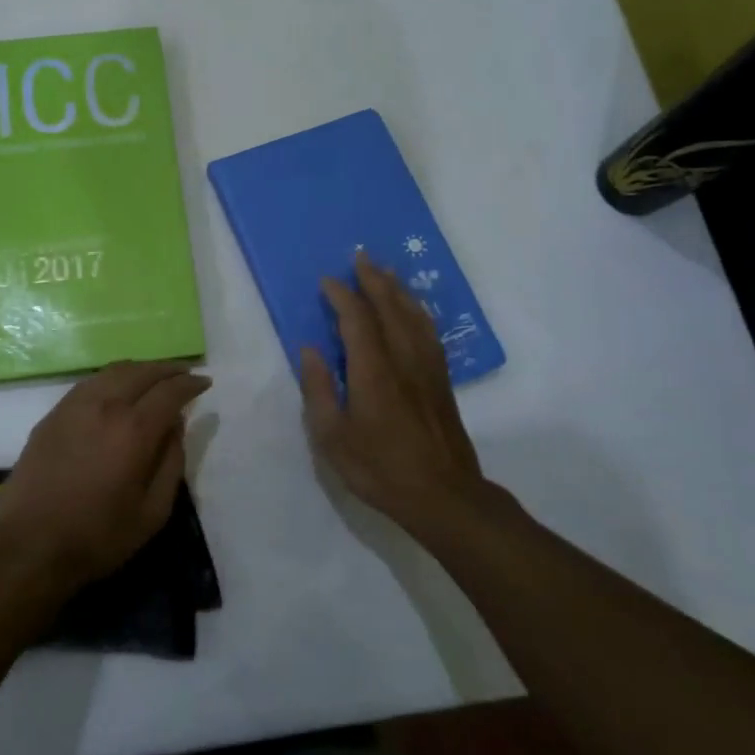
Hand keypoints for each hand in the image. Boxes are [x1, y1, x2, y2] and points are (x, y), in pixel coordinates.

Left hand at [0, 360, 211, 593]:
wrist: (28, 544)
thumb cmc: (97, 536)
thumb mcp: (152, 512)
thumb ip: (171, 463)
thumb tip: (176, 426)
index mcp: (134, 429)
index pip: (170, 391)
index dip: (190, 384)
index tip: (204, 383)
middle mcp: (105, 405)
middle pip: (142, 372)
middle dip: (168, 369)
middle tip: (183, 374)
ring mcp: (74, 405)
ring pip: (114, 371)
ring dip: (140, 369)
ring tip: (153, 378)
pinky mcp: (53, 414)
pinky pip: (91, 382)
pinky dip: (113, 378)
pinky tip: (117, 389)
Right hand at [298, 251, 508, 540]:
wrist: (444, 496)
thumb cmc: (380, 469)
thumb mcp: (333, 437)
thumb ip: (318, 390)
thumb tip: (310, 350)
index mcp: (373, 371)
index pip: (357, 319)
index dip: (342, 295)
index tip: (327, 281)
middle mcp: (404, 359)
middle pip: (390, 307)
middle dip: (373, 279)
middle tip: (360, 257)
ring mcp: (427, 368)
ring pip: (414, 315)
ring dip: (397, 289)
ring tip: (386, 272)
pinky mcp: (441, 381)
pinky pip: (429, 332)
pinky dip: (418, 312)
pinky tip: (413, 310)